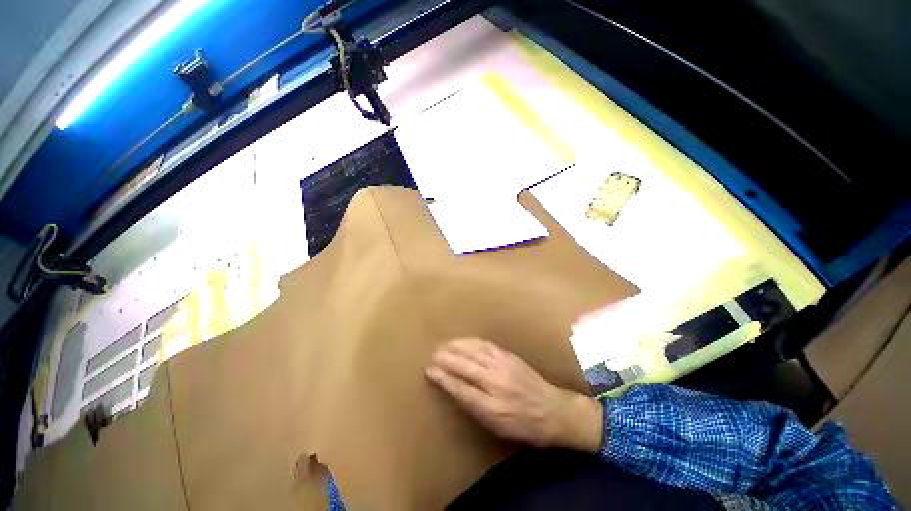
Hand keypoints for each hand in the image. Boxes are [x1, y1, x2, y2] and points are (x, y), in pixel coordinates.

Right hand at [425, 338, 602, 452]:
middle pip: (465, 366)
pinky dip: (472, 342)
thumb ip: (476, 408)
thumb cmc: (525, 426)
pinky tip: (464, 341)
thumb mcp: (499, 428)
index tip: (429, 370)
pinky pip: (486, 346)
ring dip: (457, 347)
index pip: (461, 388)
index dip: (443, 378)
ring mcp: (504, 366)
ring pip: (475, 352)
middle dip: (446, 358)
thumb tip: (456, 390)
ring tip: (444, 344)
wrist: (554, 410)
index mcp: (493, 407)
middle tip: (432, 354)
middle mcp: (496, 383)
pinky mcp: (509, 356)